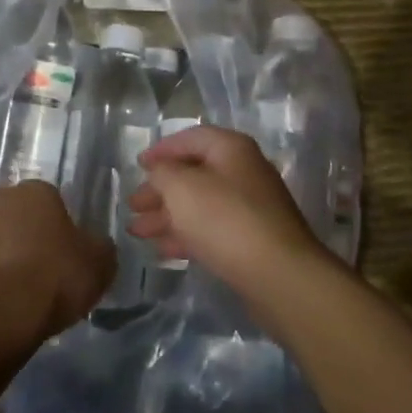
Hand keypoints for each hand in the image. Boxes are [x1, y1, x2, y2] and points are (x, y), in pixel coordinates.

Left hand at [0, 181, 115, 347]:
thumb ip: (98, 247)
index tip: (64, 255)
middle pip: (15, 216)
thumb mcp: (99, 264)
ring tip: (12, 292)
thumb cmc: (53, 279)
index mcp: (35, 191)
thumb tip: (92, 246)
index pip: (51, 201)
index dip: (59, 228)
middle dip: (24, 236)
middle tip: (39, 271)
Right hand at [128, 126, 329, 299]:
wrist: (278, 274)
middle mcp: (244, 172)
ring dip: (167, 215)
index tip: (138, 164)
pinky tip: (162, 250)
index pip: (191, 138)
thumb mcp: (182, 188)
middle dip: (160, 189)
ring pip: (200, 205)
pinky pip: (212, 230)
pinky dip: (186, 235)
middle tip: (133, 205)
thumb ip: (163, 173)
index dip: (162, 149)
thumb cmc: (225, 220)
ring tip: (137, 231)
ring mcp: (250, 207)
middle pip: (194, 174)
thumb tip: (160, 171)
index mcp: (231, 149)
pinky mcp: (251, 239)